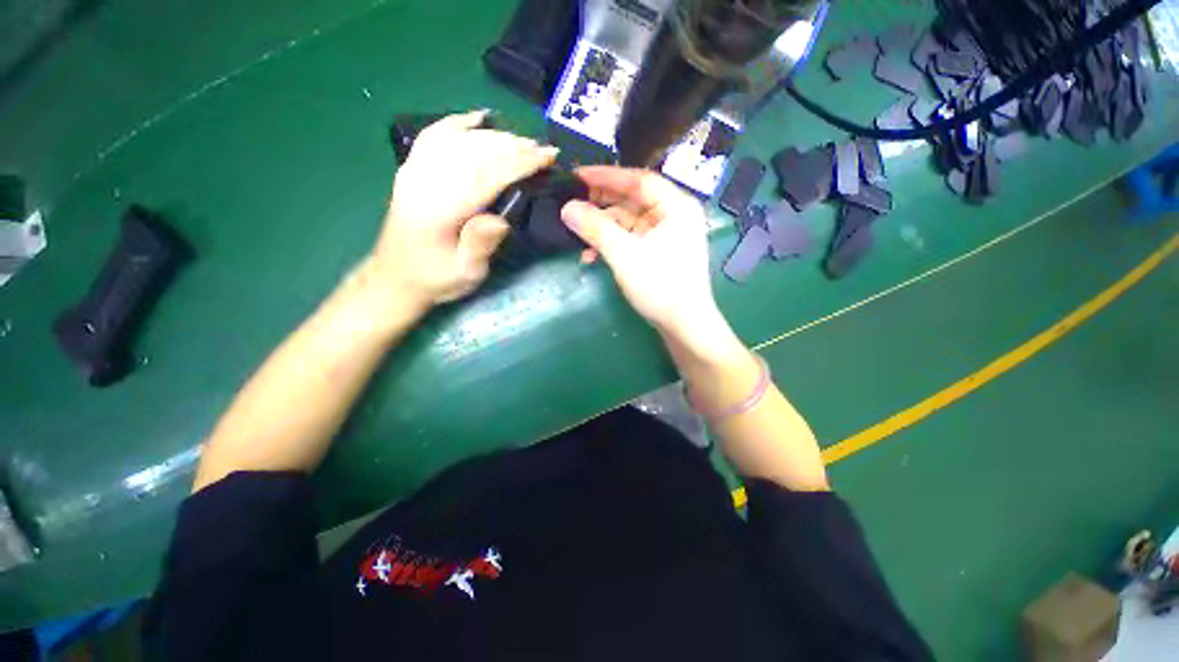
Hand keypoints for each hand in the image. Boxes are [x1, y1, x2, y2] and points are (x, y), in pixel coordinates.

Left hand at [372, 110, 558, 310]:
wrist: (396, 277)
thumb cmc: (437, 279)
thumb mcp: (466, 272)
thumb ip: (480, 245)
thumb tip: (501, 218)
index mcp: (439, 210)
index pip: (485, 174)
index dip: (519, 163)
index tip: (547, 157)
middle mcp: (423, 182)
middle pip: (473, 151)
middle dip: (512, 146)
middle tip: (543, 149)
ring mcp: (414, 171)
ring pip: (458, 139)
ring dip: (494, 136)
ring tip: (523, 141)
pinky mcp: (412, 169)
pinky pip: (435, 136)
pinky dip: (459, 123)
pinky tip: (478, 118)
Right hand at [560, 166, 722, 343]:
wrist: (683, 326)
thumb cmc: (660, 286)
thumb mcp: (625, 254)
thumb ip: (596, 228)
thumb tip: (566, 208)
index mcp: (676, 206)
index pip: (638, 180)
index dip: (606, 176)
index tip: (577, 176)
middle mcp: (673, 216)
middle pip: (632, 200)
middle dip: (601, 204)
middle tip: (572, 203)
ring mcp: (666, 236)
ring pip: (629, 222)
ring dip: (603, 228)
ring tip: (577, 233)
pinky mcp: (658, 253)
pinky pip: (631, 239)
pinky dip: (612, 244)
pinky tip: (591, 255)